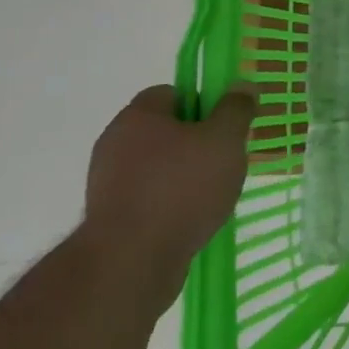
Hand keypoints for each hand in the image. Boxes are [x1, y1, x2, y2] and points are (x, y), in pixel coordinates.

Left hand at [81, 85, 253, 310]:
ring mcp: (106, 183)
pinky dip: (168, 204)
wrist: (129, 264)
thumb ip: (236, 109)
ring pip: (156, 166)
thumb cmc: (181, 188)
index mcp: (137, 117)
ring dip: (182, 175)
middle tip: (223, 158)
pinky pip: (147, 198)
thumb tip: (242, 85)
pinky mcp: (107, 219)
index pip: (170, 92)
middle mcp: (114, 143)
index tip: (223, 124)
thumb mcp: (224, 140)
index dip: (201, 102)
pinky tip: (190, 219)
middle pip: (164, 130)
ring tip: (211, 195)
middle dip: (195, 141)